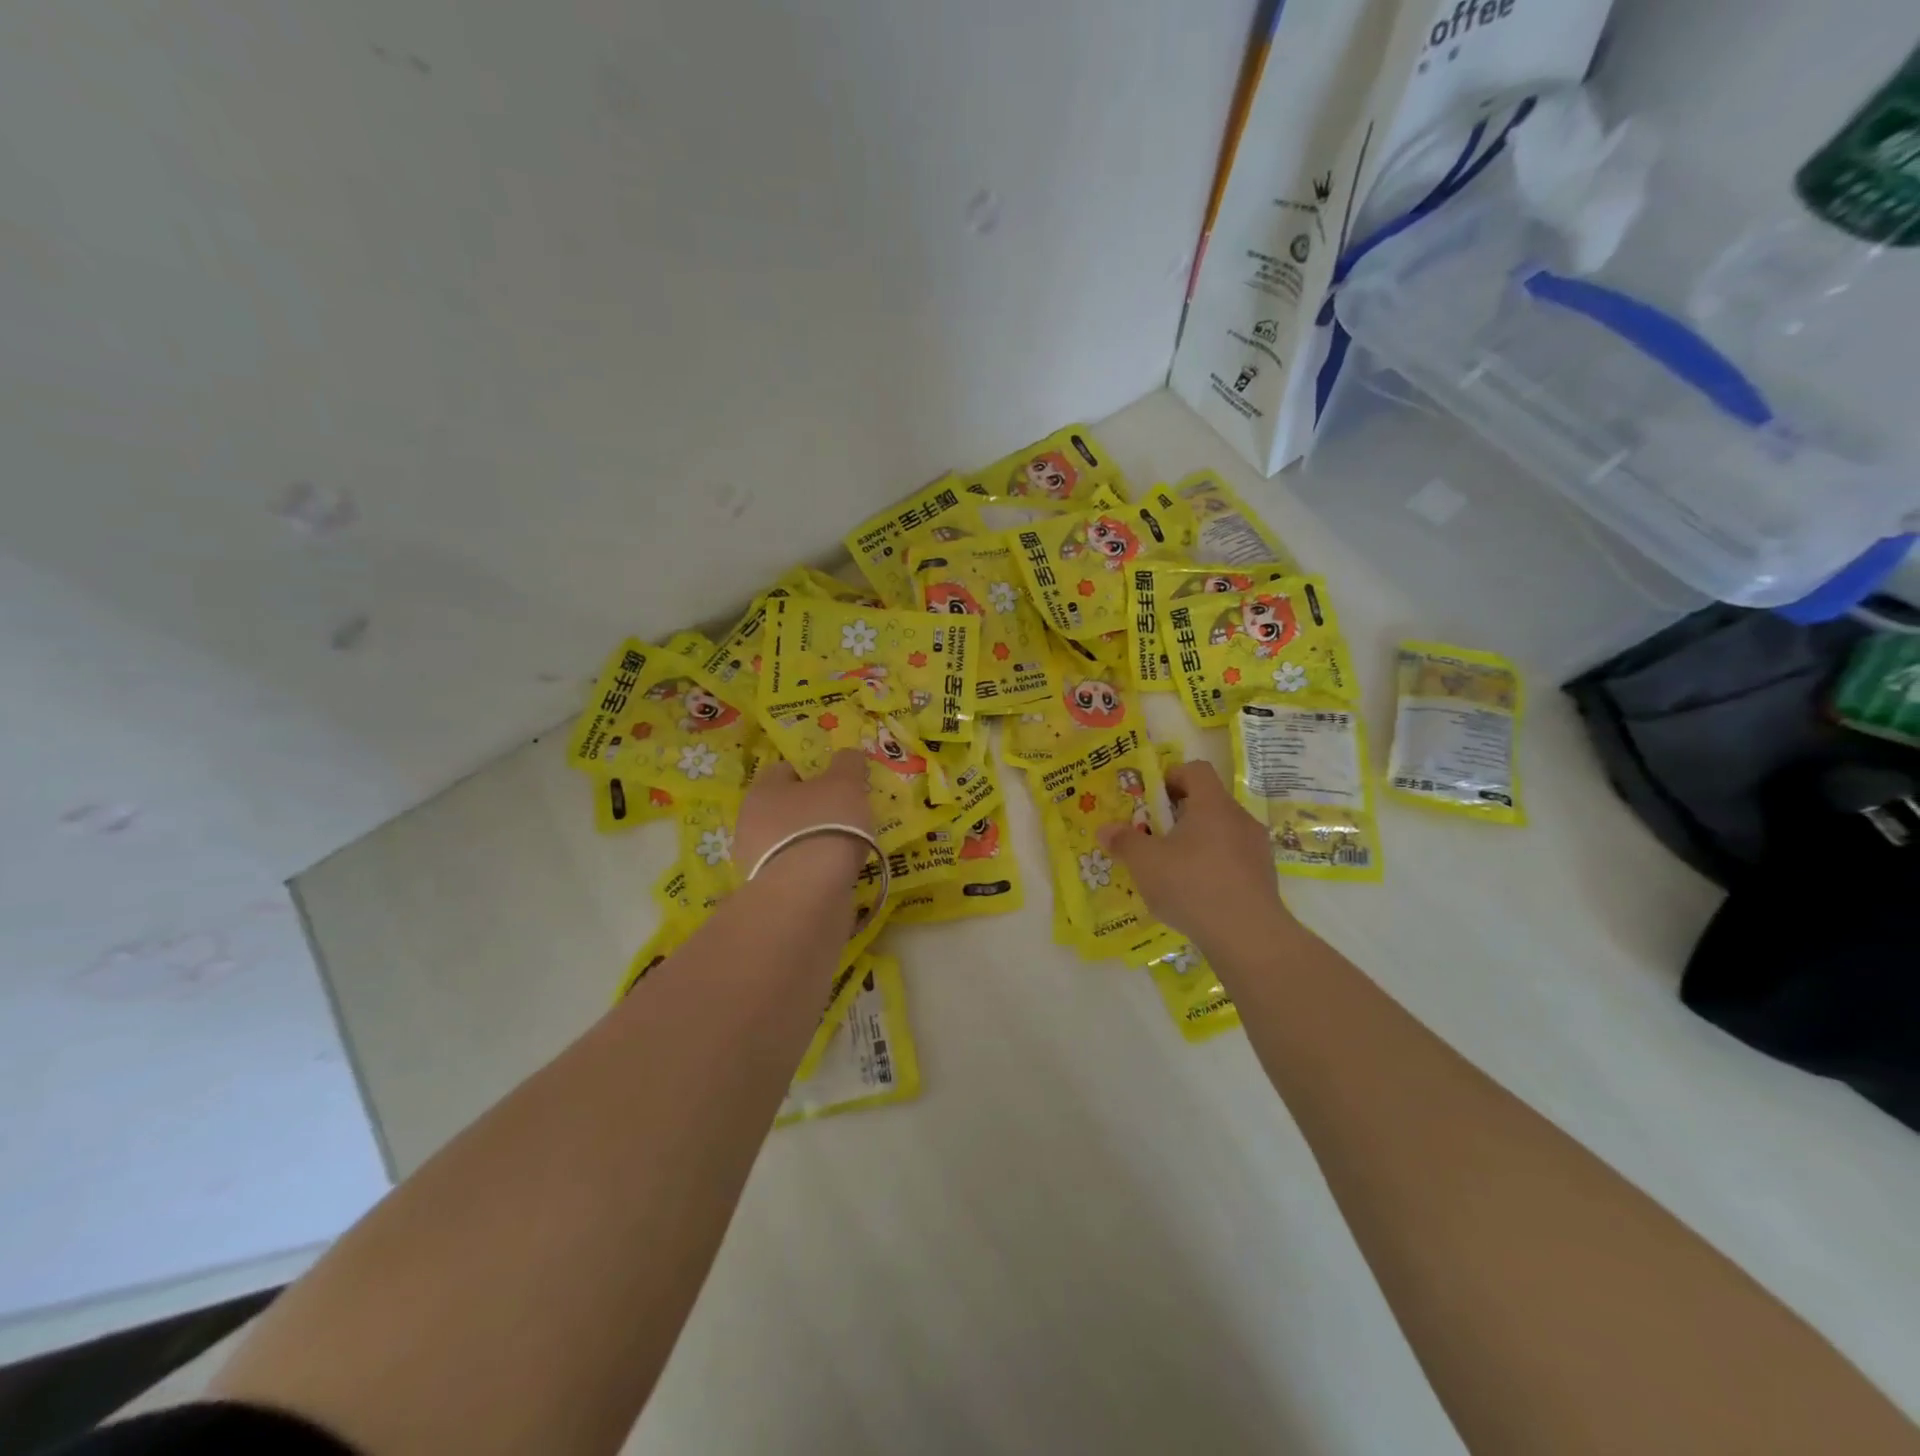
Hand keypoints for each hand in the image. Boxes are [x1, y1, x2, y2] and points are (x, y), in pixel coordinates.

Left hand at [734, 748, 874, 893]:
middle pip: (787, 807)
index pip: (786, 770)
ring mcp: (756, 862)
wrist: (809, 892)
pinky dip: (814, 869)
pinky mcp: (769, 892)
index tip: (839, 782)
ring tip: (847, 847)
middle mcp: (750, 823)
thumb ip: (848, 763)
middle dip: (813, 809)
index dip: (814, 772)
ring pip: (790, 841)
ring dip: (814, 842)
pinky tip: (836, 872)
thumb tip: (847, 754)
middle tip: (846, 814)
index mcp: (762, 790)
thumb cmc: (825, 824)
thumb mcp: (846, 782)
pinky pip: (796, 871)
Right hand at [1097, 761, 1287, 944]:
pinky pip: (1234, 860)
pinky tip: (1196, 894)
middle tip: (1154, 836)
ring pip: (1222, 833)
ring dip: (1197, 843)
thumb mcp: (1145, 862)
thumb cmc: (1192, 885)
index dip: (1172, 776)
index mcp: (1212, 804)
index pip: (1196, 770)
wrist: (1247, 935)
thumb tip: (1105, 829)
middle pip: (1208, 802)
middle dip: (1179, 815)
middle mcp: (1239, 818)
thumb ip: (1124, 841)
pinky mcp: (1265, 878)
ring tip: (1173, 870)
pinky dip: (1214, 868)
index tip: (1152, 799)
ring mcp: (1257, 849)